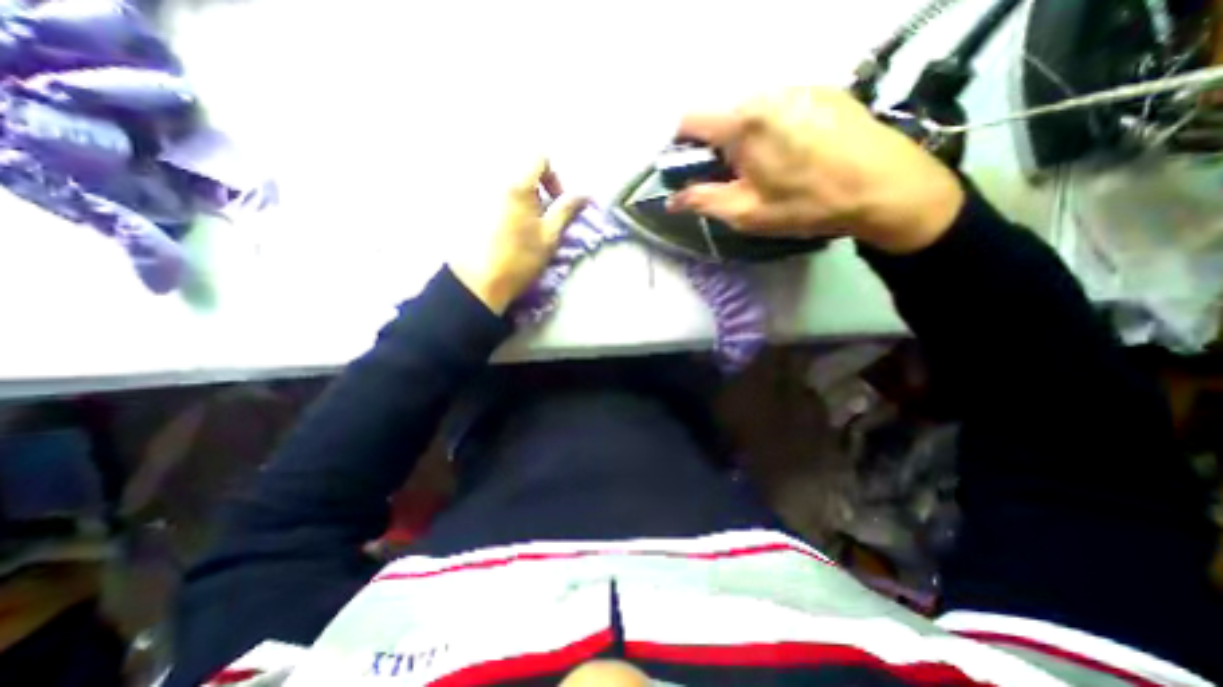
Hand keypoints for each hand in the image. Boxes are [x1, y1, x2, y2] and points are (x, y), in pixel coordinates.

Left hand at [449, 158, 586, 312]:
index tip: (556, 202)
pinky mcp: (467, 206)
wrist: (479, 283)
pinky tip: (505, 229)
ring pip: (506, 181)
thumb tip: (585, 194)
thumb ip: (566, 210)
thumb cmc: (519, 260)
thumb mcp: (549, 236)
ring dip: (521, 197)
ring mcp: (477, 192)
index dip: (553, 176)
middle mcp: (493, 179)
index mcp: (517, 184)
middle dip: (537, 187)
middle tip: (541, 216)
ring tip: (524, 225)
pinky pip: (490, 193)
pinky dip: (504, 203)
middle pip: (520, 167)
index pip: (539, 157)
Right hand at [668, 87, 965, 252]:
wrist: (885, 187)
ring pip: (748, 110)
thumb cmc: (806, 204)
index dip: (680, 145)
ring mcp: (797, 86)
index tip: (688, 170)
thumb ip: (702, 201)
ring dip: (742, 137)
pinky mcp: (821, 89)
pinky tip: (791, 153)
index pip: (689, 119)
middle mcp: (766, 92)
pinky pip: (778, 106)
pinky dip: (769, 127)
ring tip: (764, 167)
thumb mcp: (746, 212)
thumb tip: (671, 201)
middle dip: (713, 145)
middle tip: (730, 177)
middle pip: (719, 114)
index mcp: (742, 122)